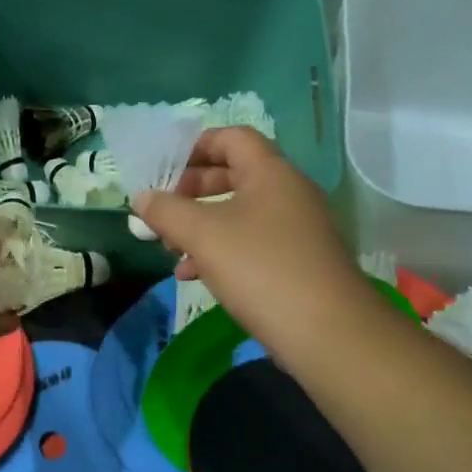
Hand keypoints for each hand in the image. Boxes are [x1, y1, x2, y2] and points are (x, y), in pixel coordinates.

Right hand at [132, 128, 367, 359]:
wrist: (328, 333)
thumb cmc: (260, 268)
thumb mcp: (203, 235)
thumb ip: (167, 211)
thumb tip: (143, 198)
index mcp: (271, 173)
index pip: (232, 138)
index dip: (195, 147)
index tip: (164, 170)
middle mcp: (287, 193)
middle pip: (233, 174)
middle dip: (192, 191)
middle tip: (162, 210)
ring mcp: (295, 229)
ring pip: (238, 213)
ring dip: (201, 225)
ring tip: (170, 247)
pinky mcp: (296, 262)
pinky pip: (250, 244)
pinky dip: (219, 252)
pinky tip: (192, 275)